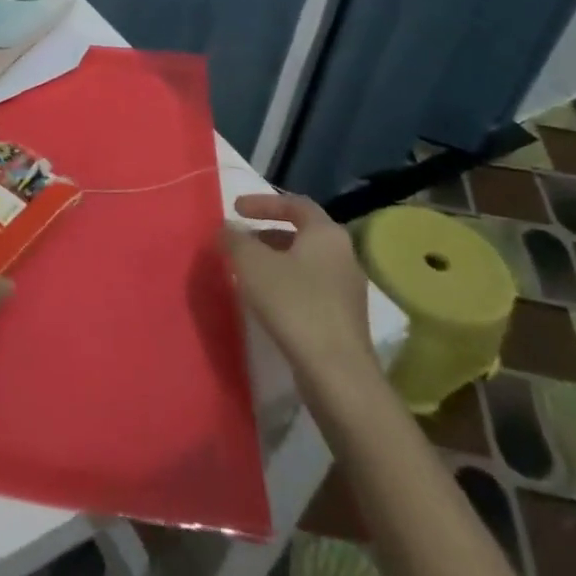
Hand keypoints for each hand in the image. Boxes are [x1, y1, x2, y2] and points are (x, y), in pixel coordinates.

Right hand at [224, 193, 375, 380]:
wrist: (337, 373)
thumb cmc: (293, 304)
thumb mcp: (251, 264)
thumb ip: (235, 239)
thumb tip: (227, 229)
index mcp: (326, 234)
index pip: (295, 204)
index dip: (263, 202)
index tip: (236, 209)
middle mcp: (344, 256)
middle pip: (302, 234)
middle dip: (267, 234)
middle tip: (241, 241)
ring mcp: (348, 290)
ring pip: (306, 263)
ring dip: (276, 261)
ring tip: (247, 272)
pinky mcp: (344, 319)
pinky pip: (311, 288)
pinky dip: (286, 284)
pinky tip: (267, 301)